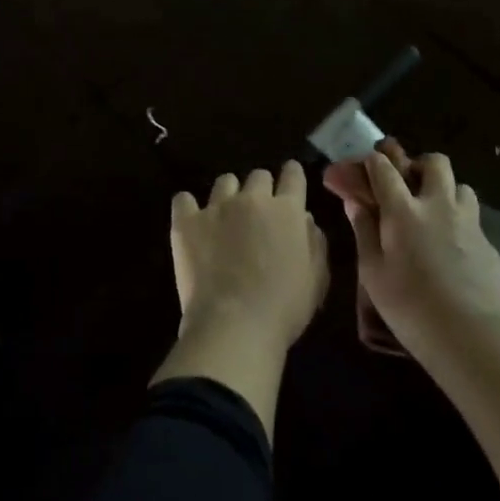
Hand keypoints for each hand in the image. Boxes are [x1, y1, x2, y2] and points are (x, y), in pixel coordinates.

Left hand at [169, 162, 329, 353]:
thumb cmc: (284, 307)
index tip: (290, 184)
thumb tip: (304, 219)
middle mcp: (252, 199)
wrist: (235, 326)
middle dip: (261, 190)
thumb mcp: (316, 278)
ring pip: (224, 182)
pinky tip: (193, 222)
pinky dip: (188, 207)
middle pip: (258, 176)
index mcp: (287, 210)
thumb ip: (314, 242)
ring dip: (229, 195)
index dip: (292, 176)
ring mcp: (217, 207)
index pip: (293, 174)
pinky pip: (183, 199)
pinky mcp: (187, 222)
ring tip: (226, 218)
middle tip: (258, 214)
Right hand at [325, 146, 499, 360]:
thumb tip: (354, 202)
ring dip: (446, 191)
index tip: (367, 164)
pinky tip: (453, 249)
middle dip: (419, 164)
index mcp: (403, 211)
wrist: (471, 336)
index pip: (385, 169)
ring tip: (435, 213)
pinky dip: (460, 223)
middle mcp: (438, 206)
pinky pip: (473, 219)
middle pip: (435, 163)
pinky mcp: (489, 244)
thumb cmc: (410, 306)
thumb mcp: (373, 273)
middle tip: (409, 183)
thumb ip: (364, 231)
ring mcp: (469, 223)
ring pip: (461, 186)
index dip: (373, 161)